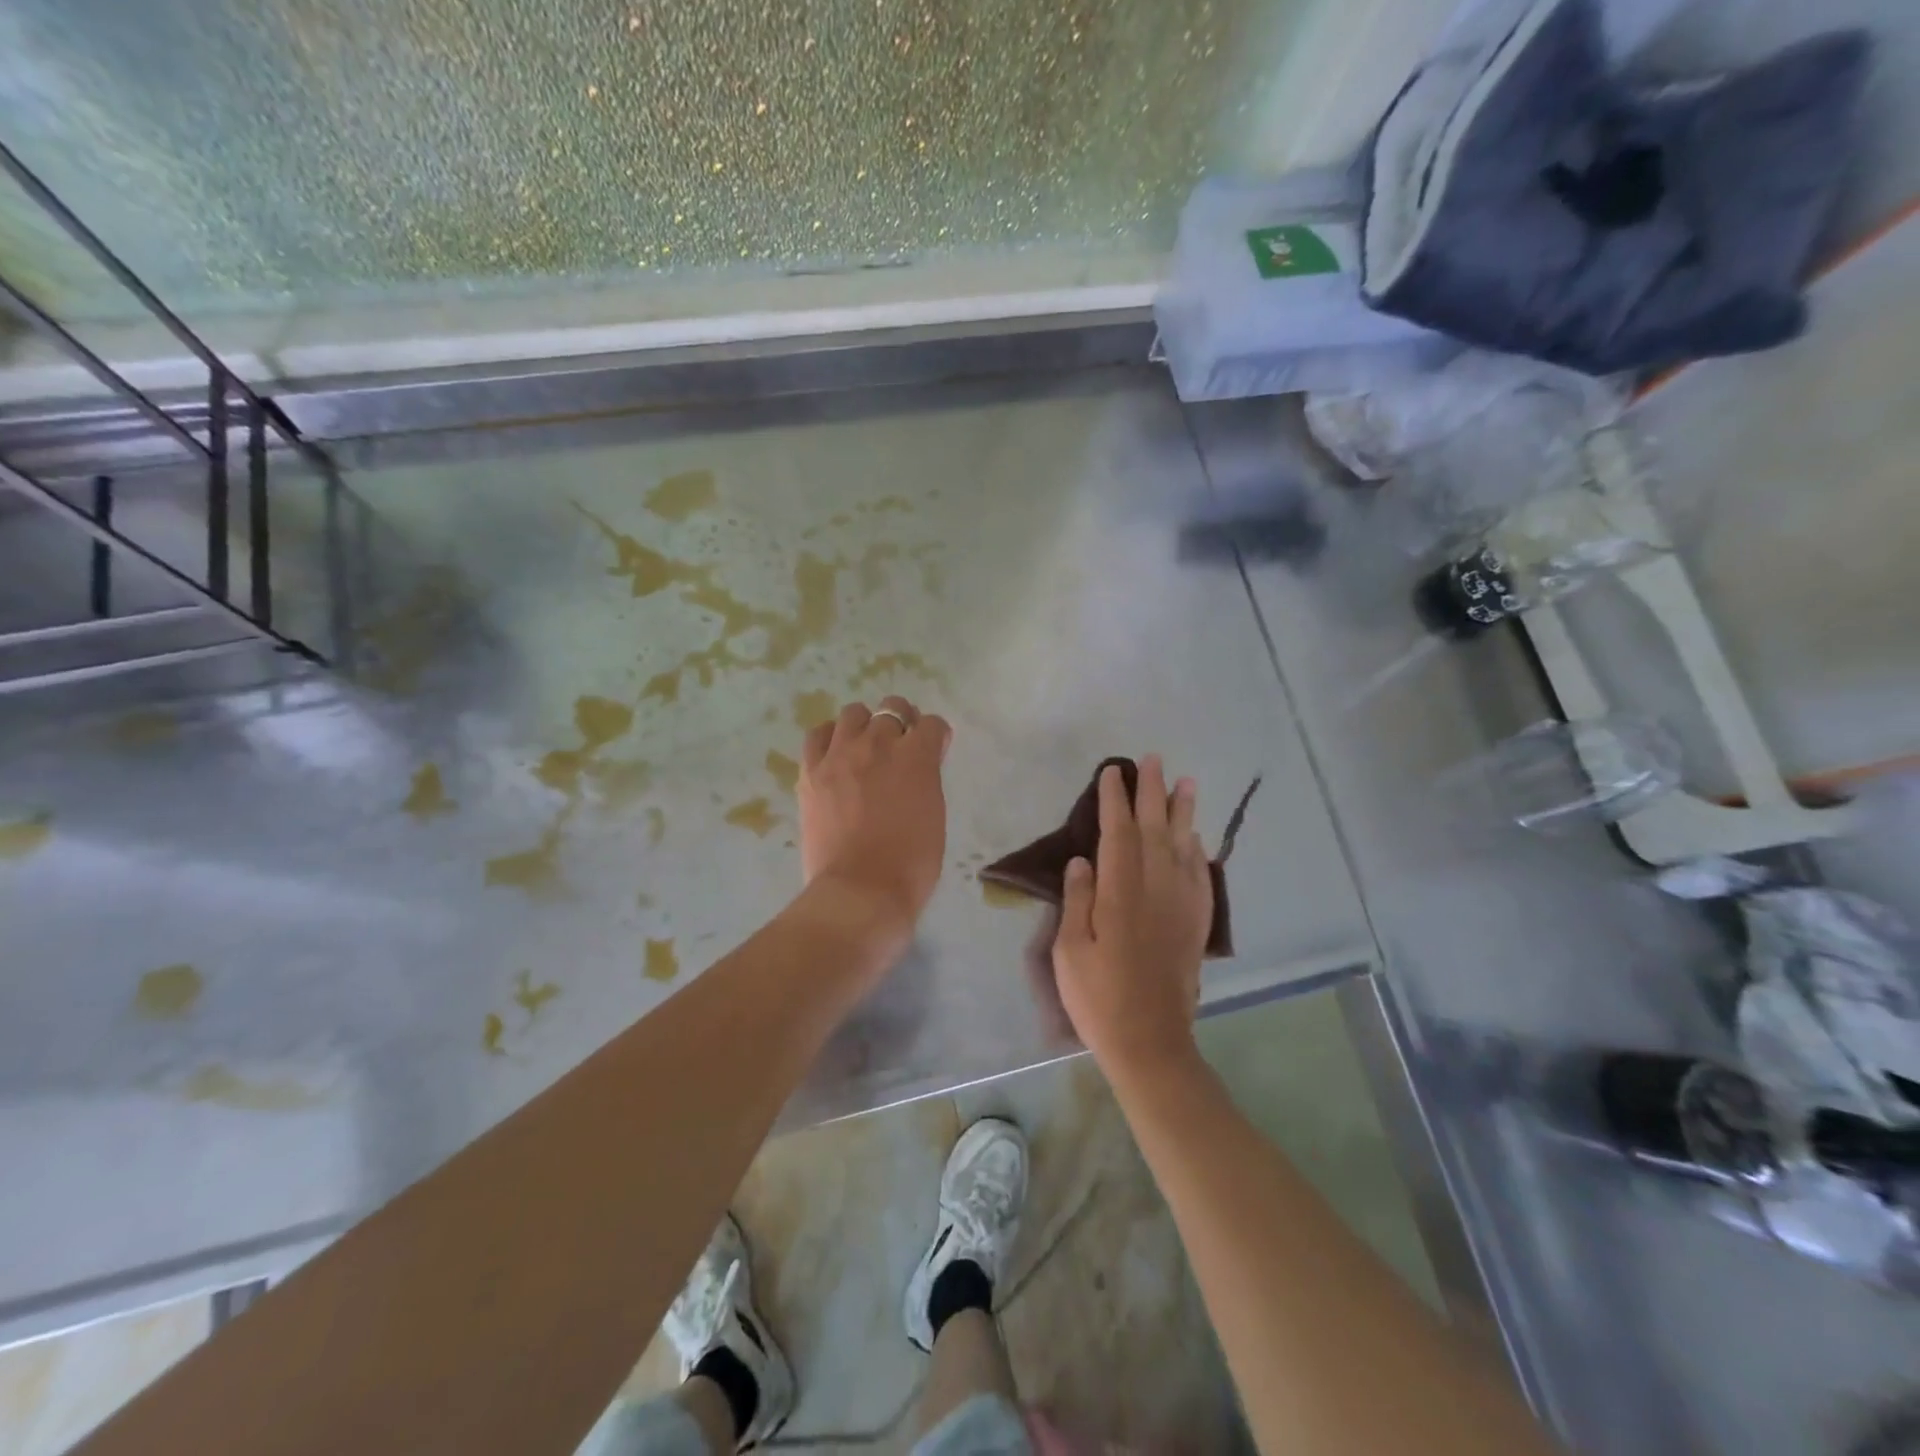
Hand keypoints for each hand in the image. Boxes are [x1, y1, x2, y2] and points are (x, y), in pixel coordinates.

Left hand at [798, 695, 952, 951]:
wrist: (861, 891)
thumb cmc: (911, 864)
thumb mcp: (934, 815)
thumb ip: (926, 780)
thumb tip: (918, 768)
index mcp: (917, 756)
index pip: (932, 724)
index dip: (935, 737)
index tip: (933, 752)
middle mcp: (879, 743)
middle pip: (893, 708)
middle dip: (902, 724)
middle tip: (899, 750)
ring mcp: (841, 754)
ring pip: (854, 713)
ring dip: (865, 725)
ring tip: (864, 749)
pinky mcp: (812, 771)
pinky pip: (818, 735)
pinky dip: (829, 738)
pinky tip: (835, 755)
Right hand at [1053, 756, 1211, 1078]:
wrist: (1150, 1042)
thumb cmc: (1099, 997)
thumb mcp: (1071, 951)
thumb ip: (1078, 901)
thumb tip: (1084, 859)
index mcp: (1121, 894)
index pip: (1119, 834)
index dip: (1115, 800)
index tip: (1113, 772)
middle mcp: (1156, 890)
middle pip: (1155, 830)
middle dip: (1152, 792)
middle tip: (1153, 760)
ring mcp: (1181, 907)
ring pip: (1184, 847)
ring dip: (1184, 812)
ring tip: (1187, 783)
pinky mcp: (1196, 925)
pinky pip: (1200, 877)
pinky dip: (1198, 852)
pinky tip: (1197, 839)